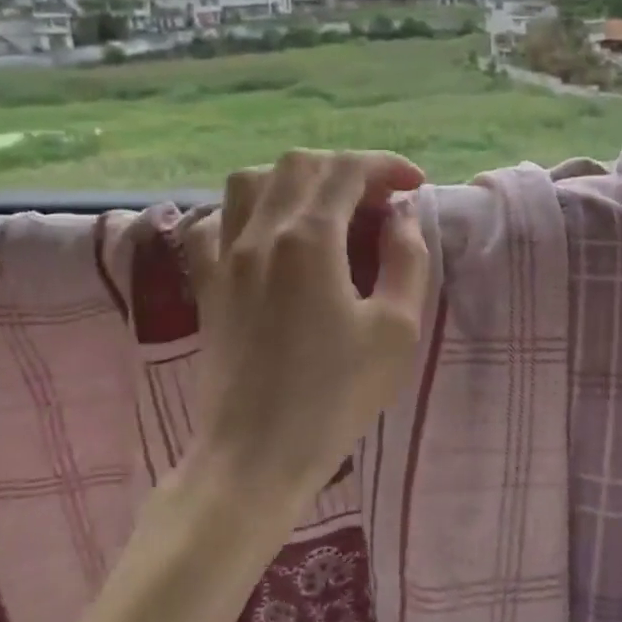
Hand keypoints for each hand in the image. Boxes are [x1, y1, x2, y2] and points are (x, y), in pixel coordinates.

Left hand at [182, 150, 429, 508]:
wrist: (256, 456)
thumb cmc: (336, 396)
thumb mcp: (396, 329)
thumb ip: (406, 259)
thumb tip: (400, 215)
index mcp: (309, 240)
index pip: (347, 170)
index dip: (386, 166)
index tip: (415, 185)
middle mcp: (260, 234)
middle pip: (299, 165)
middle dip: (346, 169)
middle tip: (379, 201)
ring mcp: (225, 257)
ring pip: (250, 181)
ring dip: (296, 180)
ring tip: (327, 209)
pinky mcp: (207, 284)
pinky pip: (215, 221)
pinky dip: (248, 211)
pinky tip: (270, 236)